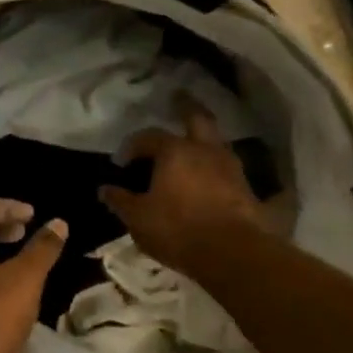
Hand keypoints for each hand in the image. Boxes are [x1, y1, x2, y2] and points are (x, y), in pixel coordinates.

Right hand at [99, 97, 268, 271]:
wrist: (234, 254)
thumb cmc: (178, 230)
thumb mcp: (138, 218)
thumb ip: (121, 201)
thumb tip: (105, 189)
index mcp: (174, 151)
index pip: (148, 137)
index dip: (132, 146)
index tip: (122, 162)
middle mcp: (205, 150)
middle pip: (197, 118)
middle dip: (185, 107)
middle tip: (178, 98)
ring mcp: (230, 168)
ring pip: (216, 142)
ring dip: (203, 140)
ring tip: (194, 145)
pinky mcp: (247, 189)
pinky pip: (228, 169)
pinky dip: (217, 167)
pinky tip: (212, 176)